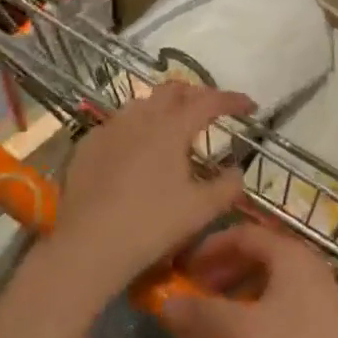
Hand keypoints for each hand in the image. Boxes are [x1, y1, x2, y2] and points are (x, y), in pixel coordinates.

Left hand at [47, 82, 252, 306]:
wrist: (88, 247)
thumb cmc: (151, 225)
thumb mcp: (201, 210)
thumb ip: (227, 186)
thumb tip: (238, 171)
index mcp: (171, 127)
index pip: (209, 101)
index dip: (232, 100)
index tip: (250, 106)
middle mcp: (140, 117)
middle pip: (172, 91)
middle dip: (196, 95)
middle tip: (210, 113)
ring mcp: (109, 128)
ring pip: (142, 103)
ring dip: (163, 108)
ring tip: (173, 128)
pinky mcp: (87, 145)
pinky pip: (117, 124)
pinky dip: (135, 128)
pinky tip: (135, 150)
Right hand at [159, 223, 337, 337]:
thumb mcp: (243, 332)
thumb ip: (203, 314)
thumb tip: (164, 304)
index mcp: (290, 254)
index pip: (244, 233)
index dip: (210, 246)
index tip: (182, 267)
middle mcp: (306, 266)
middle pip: (256, 256)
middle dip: (220, 272)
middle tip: (190, 293)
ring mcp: (317, 296)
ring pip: (267, 284)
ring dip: (234, 296)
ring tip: (208, 320)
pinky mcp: (321, 326)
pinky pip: (278, 308)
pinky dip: (253, 316)